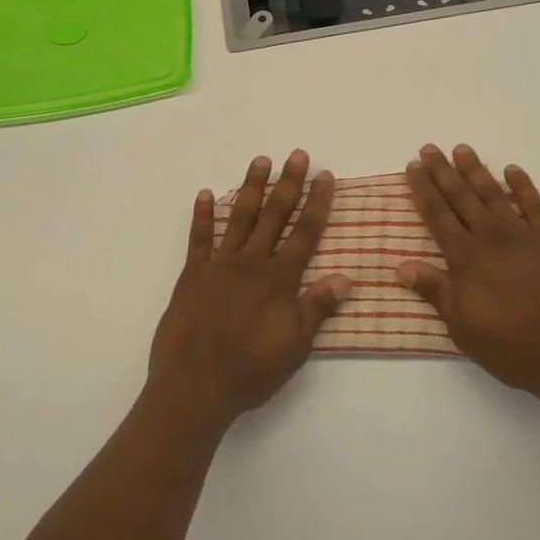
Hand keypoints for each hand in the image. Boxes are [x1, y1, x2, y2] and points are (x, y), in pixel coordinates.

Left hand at [148, 151, 352, 429]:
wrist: (195, 385)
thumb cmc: (251, 370)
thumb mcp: (296, 346)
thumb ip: (318, 308)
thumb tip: (347, 277)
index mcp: (279, 279)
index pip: (305, 233)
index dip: (317, 203)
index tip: (325, 176)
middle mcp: (251, 263)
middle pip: (274, 215)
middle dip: (288, 184)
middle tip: (297, 154)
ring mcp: (219, 265)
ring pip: (239, 217)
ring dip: (251, 187)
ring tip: (260, 161)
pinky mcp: (192, 275)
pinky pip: (199, 238)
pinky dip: (202, 215)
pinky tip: (205, 194)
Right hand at [398, 144, 539, 407]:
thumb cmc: (509, 345)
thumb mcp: (461, 325)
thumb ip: (434, 290)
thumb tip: (401, 267)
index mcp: (465, 258)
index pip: (437, 215)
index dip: (422, 189)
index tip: (412, 167)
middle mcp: (491, 238)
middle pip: (461, 197)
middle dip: (443, 171)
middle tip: (429, 148)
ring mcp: (523, 236)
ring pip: (494, 194)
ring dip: (476, 170)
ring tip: (462, 149)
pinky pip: (535, 205)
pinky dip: (523, 186)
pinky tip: (513, 170)